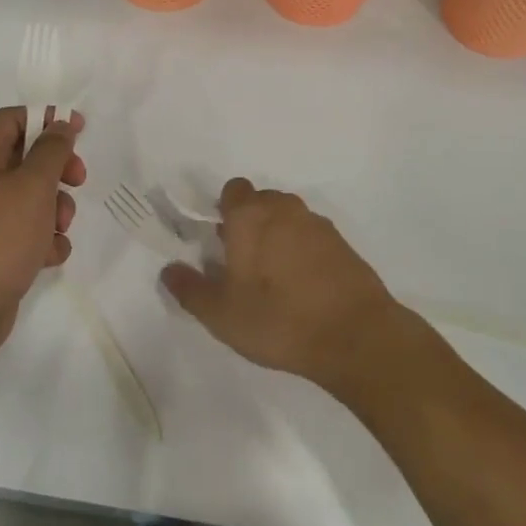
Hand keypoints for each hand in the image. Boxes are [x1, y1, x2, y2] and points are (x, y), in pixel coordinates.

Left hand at [0, 107, 86, 366]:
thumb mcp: (32, 188)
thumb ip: (51, 151)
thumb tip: (59, 124)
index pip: (11, 119)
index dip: (46, 118)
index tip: (78, 130)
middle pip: (25, 158)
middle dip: (57, 170)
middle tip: (78, 180)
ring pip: (30, 197)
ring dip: (55, 209)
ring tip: (59, 229)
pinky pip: (26, 232)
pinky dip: (43, 240)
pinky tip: (48, 257)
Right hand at [159, 178, 412, 397]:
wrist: (355, 336)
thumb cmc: (278, 319)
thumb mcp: (221, 314)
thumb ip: (190, 289)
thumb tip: (169, 270)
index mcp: (250, 216)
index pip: (233, 190)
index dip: (223, 210)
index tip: (219, 240)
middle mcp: (284, 209)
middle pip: (261, 202)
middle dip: (249, 223)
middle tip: (241, 263)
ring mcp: (318, 224)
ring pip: (288, 218)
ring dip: (277, 236)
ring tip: (271, 278)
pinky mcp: (343, 244)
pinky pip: (312, 237)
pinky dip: (303, 251)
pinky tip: (302, 286)